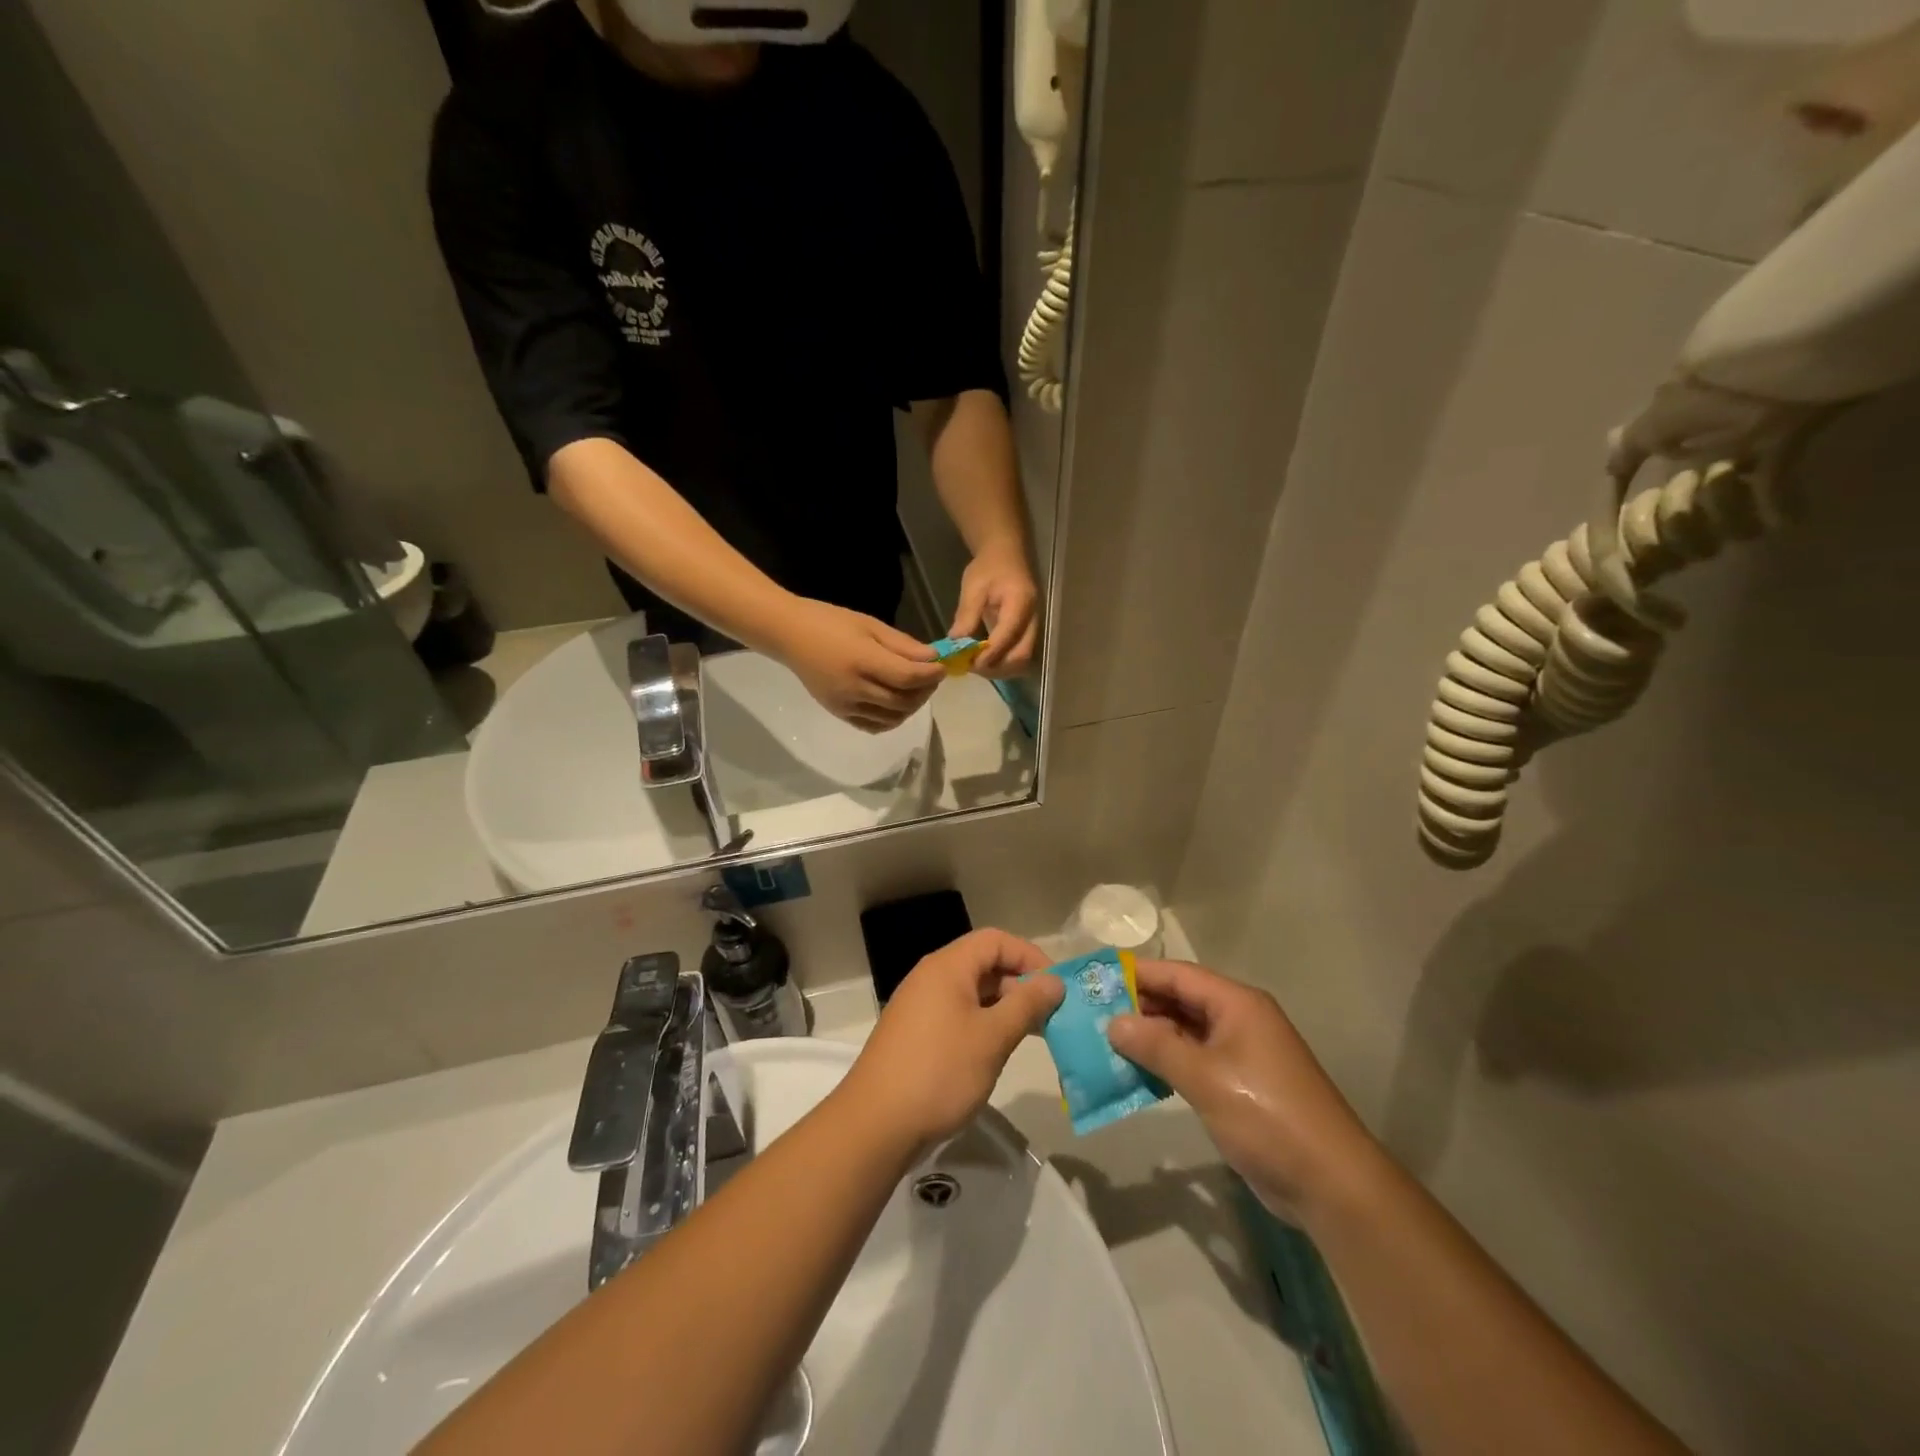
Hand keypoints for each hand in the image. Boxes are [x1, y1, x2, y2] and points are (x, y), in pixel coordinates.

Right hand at [774, 597, 944, 732]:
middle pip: (903, 701)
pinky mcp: (839, 714)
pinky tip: (897, 704)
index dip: (930, 675)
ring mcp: (846, 705)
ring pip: (892, 717)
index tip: (942, 667)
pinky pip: (874, 726)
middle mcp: (854, 689)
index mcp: (862, 661)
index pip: (907, 677)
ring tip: (916, 689)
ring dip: (911, 706)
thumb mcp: (870, 625)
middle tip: (932, 678)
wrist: (789, 635)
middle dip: (925, 691)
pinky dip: (892, 719)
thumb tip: (932, 659)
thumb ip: (903, 645)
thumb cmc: (831, 622)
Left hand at [840, 929, 1062, 1153]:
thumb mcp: (992, 1037)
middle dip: (1020, 984)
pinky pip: (957, 1013)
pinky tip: (997, 1051)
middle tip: (1050, 1015)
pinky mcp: (916, 1033)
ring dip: (1003, 1006)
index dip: (1030, 956)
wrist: (876, 1124)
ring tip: (1032, 1034)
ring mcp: (920, 1005)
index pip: (996, 940)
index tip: (1057, 986)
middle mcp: (931, 977)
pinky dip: (983, 1023)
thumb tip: (1054, 981)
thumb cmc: (940, 1071)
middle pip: (983, 963)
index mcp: (947, 967)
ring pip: (972, 991)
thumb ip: (1026, 1005)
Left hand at [950, 541, 1039, 676]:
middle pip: (1021, 656)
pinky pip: (1017, 656)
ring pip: (1021, 661)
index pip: (1008, 636)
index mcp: (1020, 603)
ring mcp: (1032, 628)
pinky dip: (1001, 663)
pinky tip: (983, 659)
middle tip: (970, 667)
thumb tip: (955, 644)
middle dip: (995, 668)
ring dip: (998, 669)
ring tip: (975, 665)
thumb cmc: (989, 568)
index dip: (989, 654)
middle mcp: (1032, 619)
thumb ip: (967, 615)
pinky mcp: (1026, 634)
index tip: (968, 662)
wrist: (1005, 556)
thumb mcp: (973, 587)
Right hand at [1106, 960, 1378, 1224]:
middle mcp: (1240, 1020)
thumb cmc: (1266, 1116)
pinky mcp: (1241, 1084)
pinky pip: (1195, 1059)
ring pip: (1186, 1031)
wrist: (1330, 1183)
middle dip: (1140, 1005)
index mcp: (1237, 1004)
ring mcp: (1242, 1053)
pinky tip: (1137, 1073)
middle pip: (1181, 1000)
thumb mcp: (1205, 1078)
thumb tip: (1113, 1022)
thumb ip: (1157, 1046)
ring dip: (1151, 1036)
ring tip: (1106, 1042)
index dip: (1138, 974)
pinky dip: (1167, 1062)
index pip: (1179, 974)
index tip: (1097, 978)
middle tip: (1093, 1013)